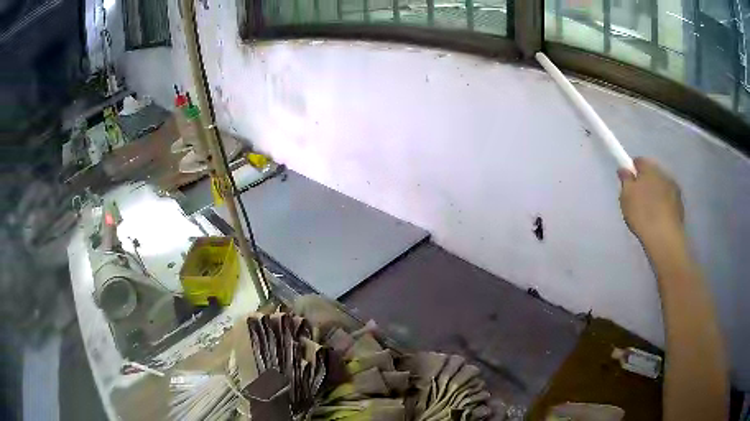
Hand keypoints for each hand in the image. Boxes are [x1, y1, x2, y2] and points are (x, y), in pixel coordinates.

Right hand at [618, 157, 683, 245]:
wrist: (664, 238)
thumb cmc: (642, 214)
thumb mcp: (626, 197)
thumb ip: (625, 180)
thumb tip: (624, 170)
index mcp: (650, 168)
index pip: (639, 161)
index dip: (632, 170)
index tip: (628, 182)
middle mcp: (664, 173)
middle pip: (652, 173)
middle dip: (646, 182)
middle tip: (638, 198)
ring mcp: (675, 190)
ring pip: (662, 187)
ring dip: (656, 194)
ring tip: (649, 211)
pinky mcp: (680, 206)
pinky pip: (669, 201)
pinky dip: (664, 206)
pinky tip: (658, 218)